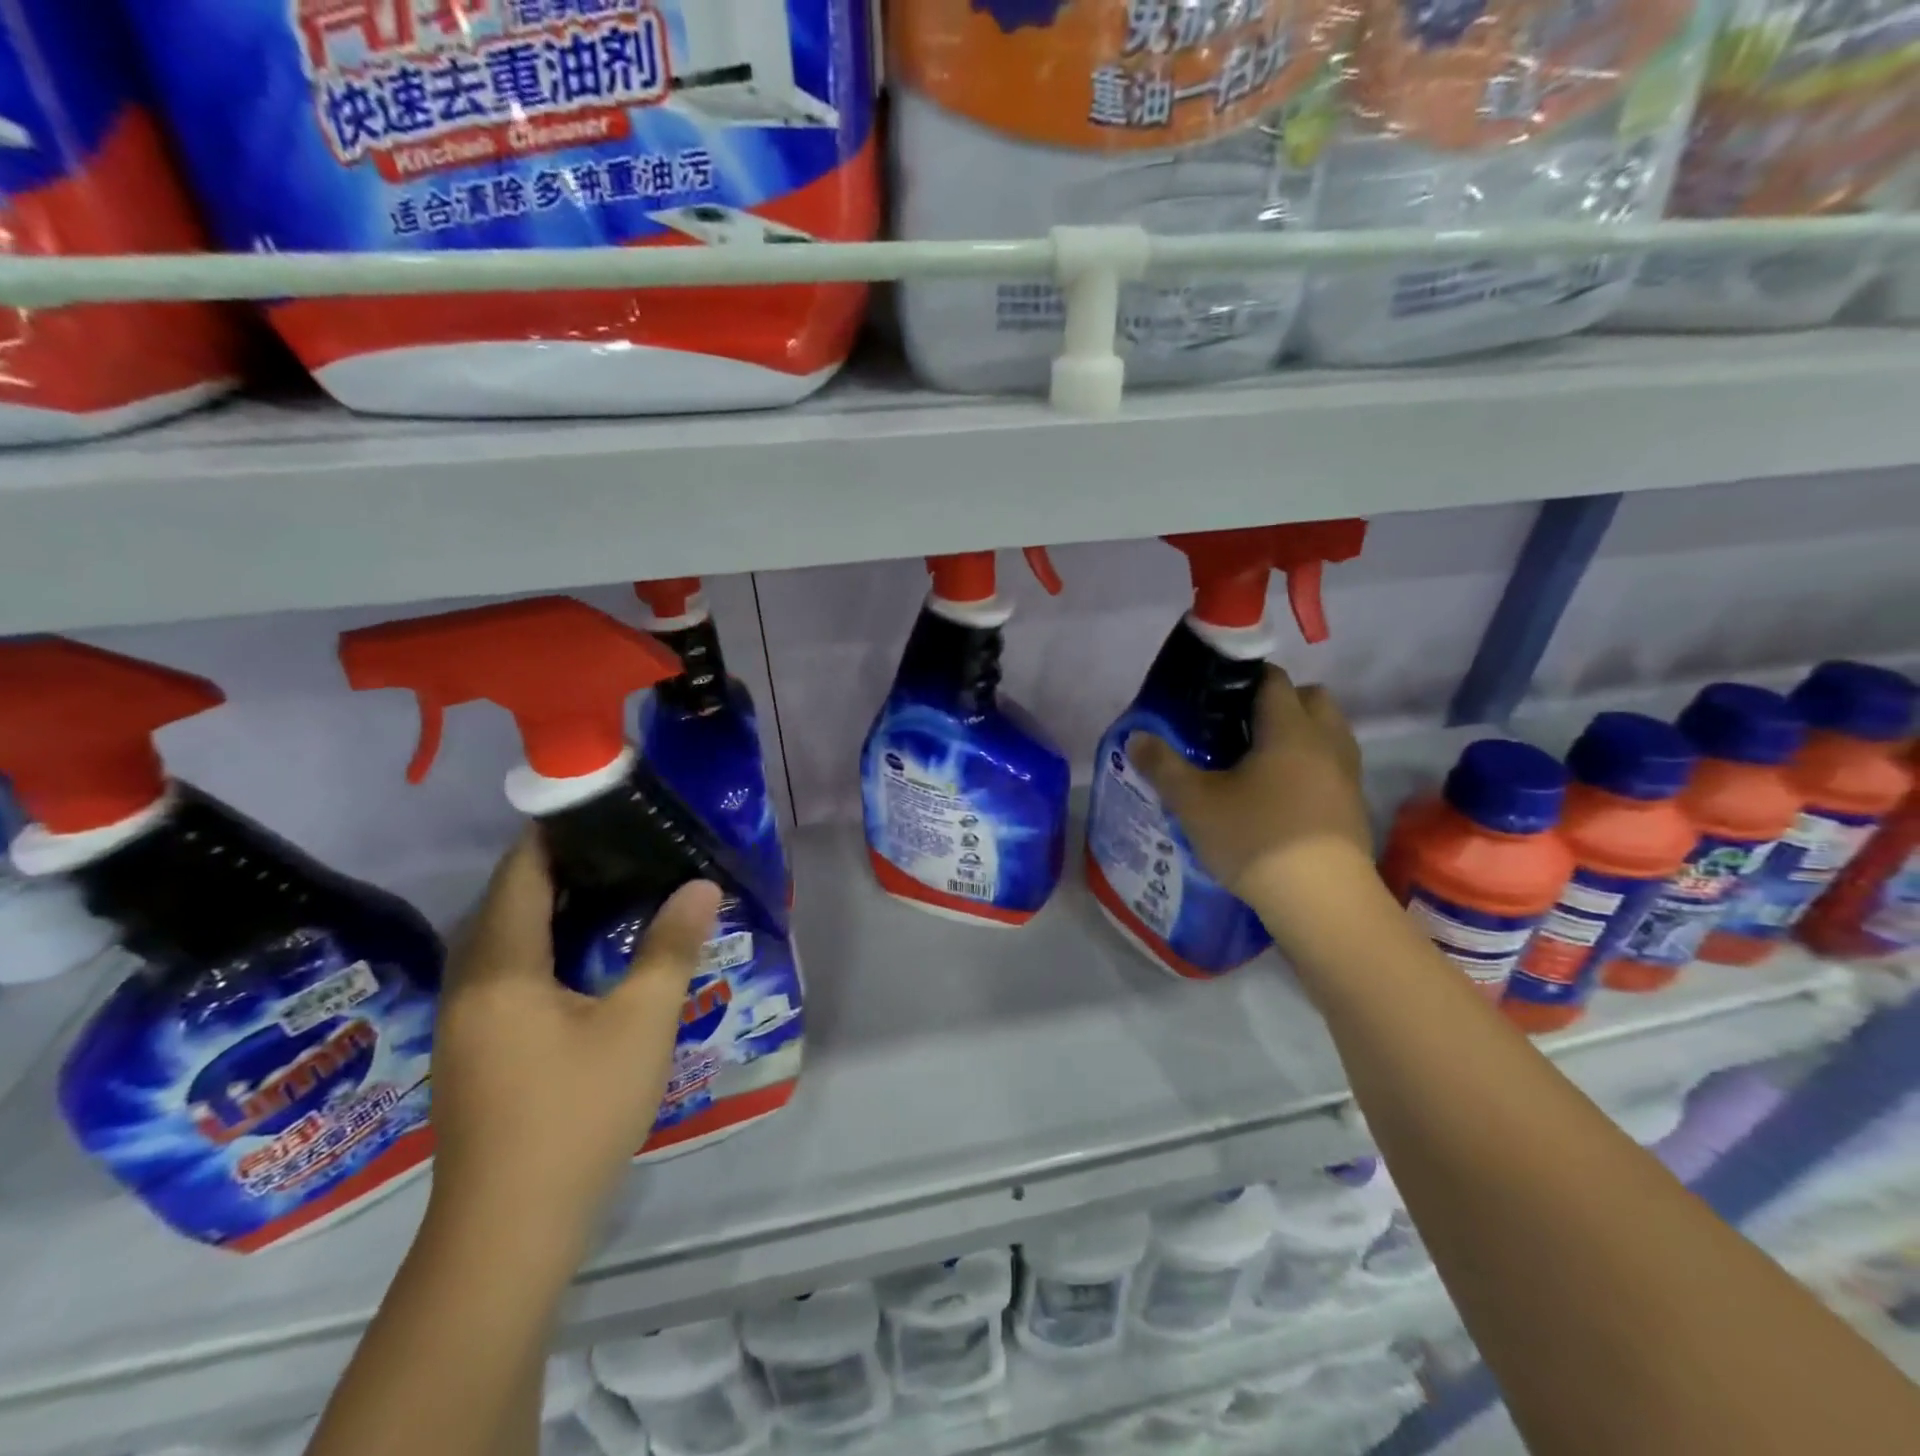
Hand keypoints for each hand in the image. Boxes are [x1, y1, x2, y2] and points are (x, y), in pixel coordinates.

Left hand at [426, 832, 719, 1258]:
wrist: (509, 1232)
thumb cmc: (577, 1112)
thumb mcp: (640, 1023)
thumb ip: (670, 947)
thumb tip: (701, 885)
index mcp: (501, 967)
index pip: (520, 873)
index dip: (554, 833)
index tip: (602, 808)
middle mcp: (470, 985)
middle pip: (507, 903)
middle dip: (558, 867)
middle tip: (623, 846)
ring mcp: (465, 1024)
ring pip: (504, 941)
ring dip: (550, 909)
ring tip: (612, 890)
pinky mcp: (474, 1054)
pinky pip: (506, 974)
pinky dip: (543, 948)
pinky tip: (586, 961)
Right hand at [1127, 666, 1376, 939]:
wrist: (1321, 901)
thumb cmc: (1255, 838)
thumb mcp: (1195, 803)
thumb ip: (1163, 766)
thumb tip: (1137, 738)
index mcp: (1289, 728)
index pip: (1272, 679)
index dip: (1243, 680)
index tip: (1214, 698)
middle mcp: (1326, 741)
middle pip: (1311, 698)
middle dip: (1279, 703)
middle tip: (1240, 729)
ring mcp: (1347, 774)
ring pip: (1328, 734)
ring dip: (1300, 736)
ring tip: (1260, 764)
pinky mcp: (1354, 807)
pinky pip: (1333, 768)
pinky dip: (1311, 769)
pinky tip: (1280, 799)